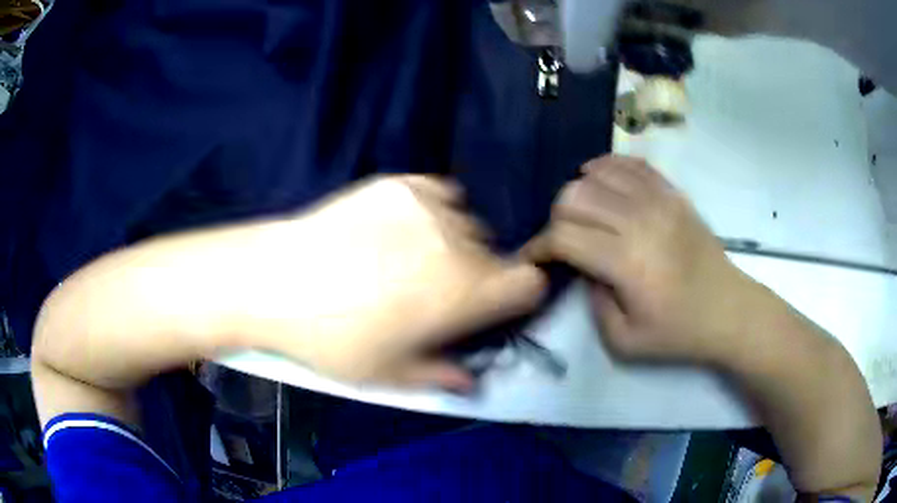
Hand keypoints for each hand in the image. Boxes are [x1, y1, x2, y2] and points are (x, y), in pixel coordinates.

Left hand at [229, 175, 545, 390]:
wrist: (275, 281)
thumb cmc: (332, 338)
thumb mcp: (388, 374)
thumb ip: (440, 376)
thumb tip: (471, 382)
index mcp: (464, 293)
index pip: (528, 282)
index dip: (517, 295)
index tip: (493, 306)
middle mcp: (458, 243)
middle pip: (496, 255)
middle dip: (478, 274)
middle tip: (437, 290)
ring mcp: (428, 206)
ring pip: (468, 223)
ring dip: (454, 241)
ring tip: (412, 255)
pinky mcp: (398, 183)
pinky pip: (440, 192)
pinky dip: (433, 209)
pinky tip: (401, 225)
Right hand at [524, 156, 761, 364]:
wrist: (728, 311)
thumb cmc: (678, 333)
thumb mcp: (624, 342)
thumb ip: (592, 303)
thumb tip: (583, 268)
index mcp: (626, 262)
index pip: (563, 236)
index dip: (538, 246)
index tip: (533, 259)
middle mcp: (639, 221)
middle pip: (574, 197)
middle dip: (555, 218)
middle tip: (561, 242)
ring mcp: (658, 200)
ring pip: (598, 174)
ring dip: (578, 191)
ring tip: (580, 213)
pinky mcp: (673, 193)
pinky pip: (631, 164)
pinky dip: (607, 167)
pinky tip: (600, 180)